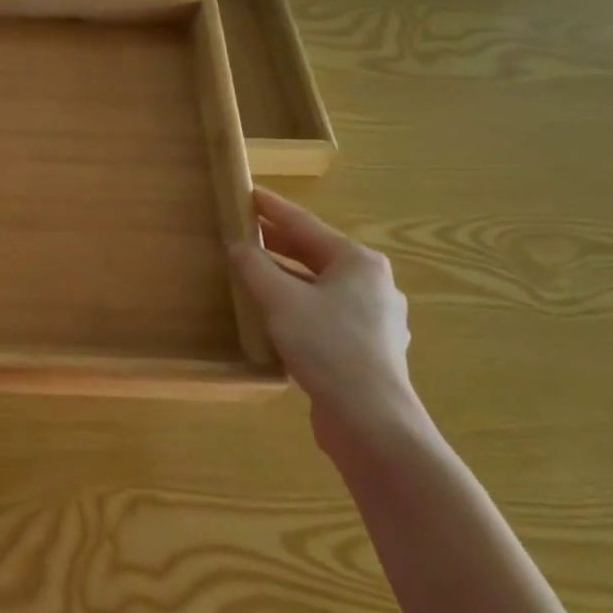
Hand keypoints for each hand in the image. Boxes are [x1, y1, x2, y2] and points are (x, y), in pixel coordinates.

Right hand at [229, 188, 420, 452]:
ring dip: (287, 277)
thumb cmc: (327, 345)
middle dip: (279, 242)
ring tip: (254, 272)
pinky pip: (325, 314)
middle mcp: (372, 284)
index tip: (248, 193)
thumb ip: (255, 268)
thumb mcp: (280, 299)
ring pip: (320, 286)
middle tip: (244, 230)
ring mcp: (374, 319)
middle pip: (316, 254)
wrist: (370, 419)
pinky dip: (298, 306)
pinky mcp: (366, 349)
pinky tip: (276, 316)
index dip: (273, 208)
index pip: (306, 224)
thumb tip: (239, 247)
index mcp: (358, 262)